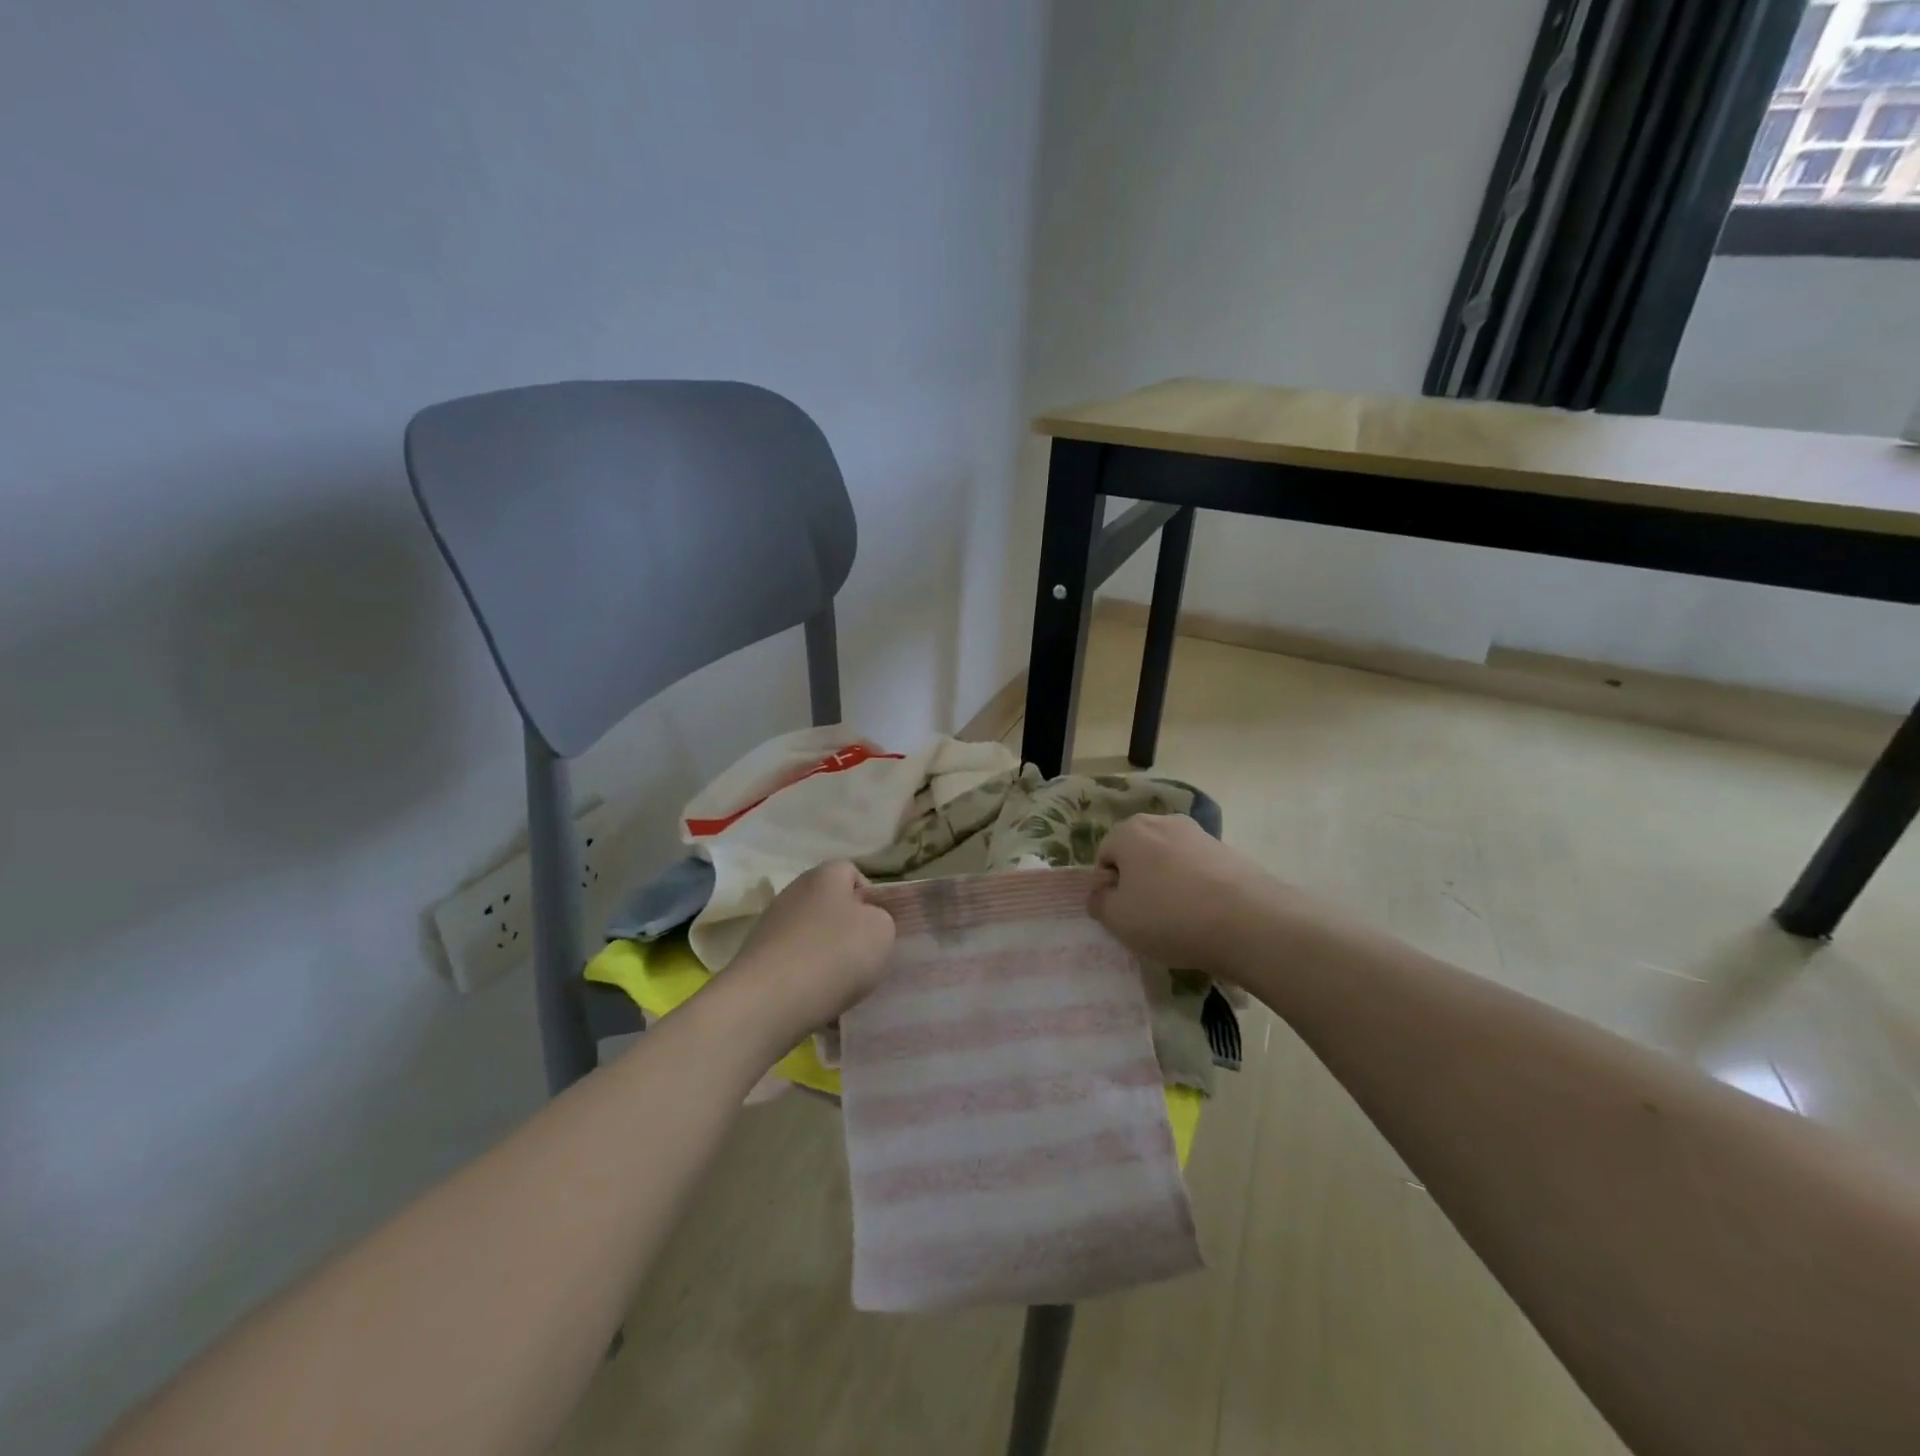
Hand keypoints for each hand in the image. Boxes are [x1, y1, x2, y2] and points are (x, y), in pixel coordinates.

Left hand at [727, 861, 896, 1038]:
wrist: (768, 1002)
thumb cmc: (834, 954)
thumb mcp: (882, 930)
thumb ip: (881, 919)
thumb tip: (866, 924)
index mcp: (824, 875)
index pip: (853, 873)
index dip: (871, 898)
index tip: (880, 928)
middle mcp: (794, 893)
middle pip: (831, 907)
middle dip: (849, 931)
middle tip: (865, 959)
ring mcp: (771, 926)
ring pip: (813, 939)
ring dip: (828, 959)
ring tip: (843, 989)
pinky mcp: (757, 960)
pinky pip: (794, 966)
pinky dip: (807, 982)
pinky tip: (817, 1004)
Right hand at [1089, 814, 1288, 972]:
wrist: (1250, 922)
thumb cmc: (1170, 917)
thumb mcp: (1118, 919)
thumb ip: (1100, 902)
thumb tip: (1102, 893)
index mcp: (1130, 831)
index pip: (1104, 856)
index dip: (1107, 887)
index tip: (1121, 914)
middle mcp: (1163, 822)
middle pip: (1138, 853)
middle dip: (1137, 881)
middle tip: (1147, 917)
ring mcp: (1200, 834)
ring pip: (1169, 861)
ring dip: (1167, 884)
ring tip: (1179, 919)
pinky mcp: (1229, 851)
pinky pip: (1198, 870)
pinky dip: (1196, 888)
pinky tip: (1205, 916)